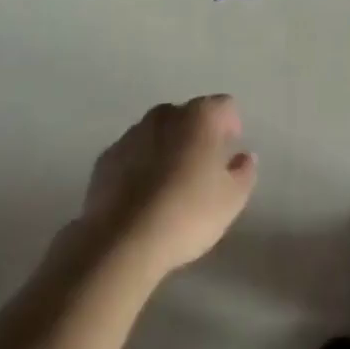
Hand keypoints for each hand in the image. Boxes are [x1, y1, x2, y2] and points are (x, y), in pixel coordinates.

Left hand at [78, 95, 256, 276]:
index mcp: (200, 116)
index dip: (231, 126)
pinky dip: (139, 167)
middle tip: (201, 171)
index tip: (229, 153)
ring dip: (166, 150)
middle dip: (196, 136)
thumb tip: (243, 157)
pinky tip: (141, 199)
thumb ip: (244, 172)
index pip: (224, 106)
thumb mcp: (232, 200)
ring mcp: (131, 135)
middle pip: (188, 116)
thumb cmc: (186, 214)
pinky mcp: (105, 159)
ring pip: (157, 134)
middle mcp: (166, 115)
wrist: (120, 242)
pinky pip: (132, 155)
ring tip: (169, 187)